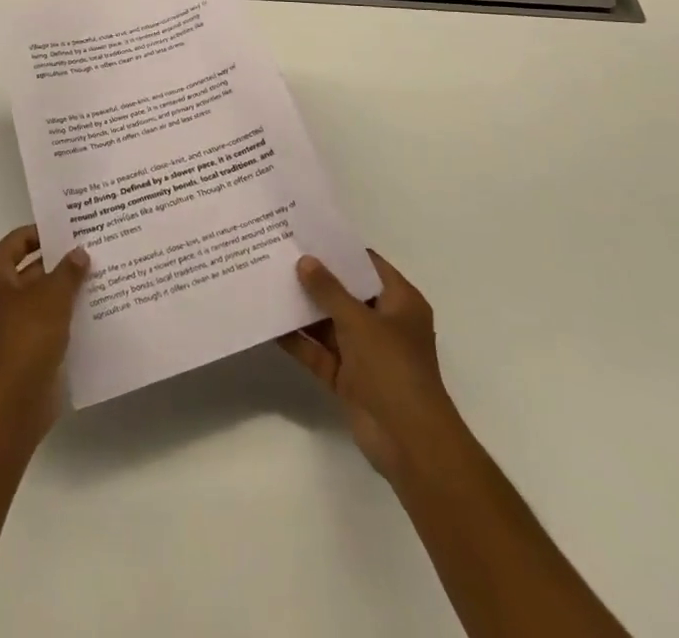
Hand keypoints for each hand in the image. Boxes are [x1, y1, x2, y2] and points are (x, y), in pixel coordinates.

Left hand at [0, 225, 89, 444]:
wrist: (12, 403)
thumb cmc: (26, 337)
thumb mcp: (52, 295)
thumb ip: (68, 270)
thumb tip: (79, 252)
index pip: (18, 240)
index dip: (44, 233)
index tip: (73, 229)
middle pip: (30, 268)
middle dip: (60, 261)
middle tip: (92, 249)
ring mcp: (9, 324)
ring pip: (41, 296)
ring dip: (65, 288)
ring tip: (99, 274)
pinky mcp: (24, 348)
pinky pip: (47, 321)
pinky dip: (65, 314)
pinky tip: (93, 307)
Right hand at [277, 249, 463, 478]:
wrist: (409, 442)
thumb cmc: (393, 368)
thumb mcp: (359, 321)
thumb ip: (329, 290)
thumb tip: (305, 260)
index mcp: (400, 302)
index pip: (368, 265)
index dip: (340, 251)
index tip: (308, 236)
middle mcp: (384, 324)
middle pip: (346, 293)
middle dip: (316, 279)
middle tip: (281, 255)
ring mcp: (365, 353)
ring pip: (330, 323)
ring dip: (304, 310)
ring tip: (269, 284)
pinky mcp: (348, 378)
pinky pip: (320, 353)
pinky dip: (300, 342)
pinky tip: (271, 325)